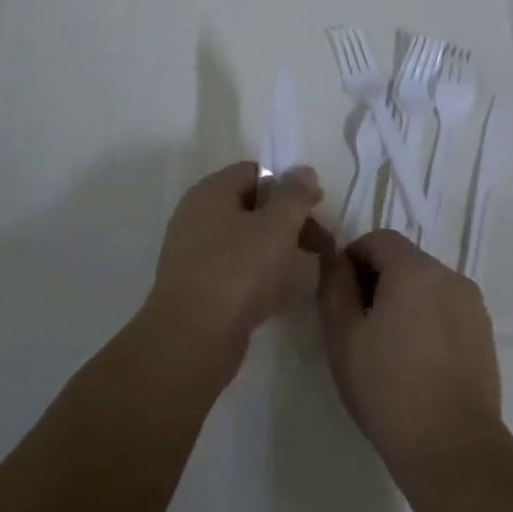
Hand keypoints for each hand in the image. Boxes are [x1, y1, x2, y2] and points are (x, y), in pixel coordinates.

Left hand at [145, 162, 329, 378]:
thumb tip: (303, 170)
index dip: (288, 184)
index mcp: (210, 193)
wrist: (191, 341)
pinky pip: (235, 269)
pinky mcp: (198, 287)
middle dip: (289, 221)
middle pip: (251, 206)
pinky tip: (279, 294)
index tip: (316, 207)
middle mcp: (196, 217)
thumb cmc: (237, 272)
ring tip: (304, 269)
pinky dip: (260, 275)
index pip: (254, 172)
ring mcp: (193, 254)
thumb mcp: (276, 227)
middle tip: (321, 243)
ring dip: (277, 249)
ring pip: (245, 240)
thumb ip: (294, 195)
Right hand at [317, 231, 503, 493]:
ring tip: (386, 346)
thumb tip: (334, 258)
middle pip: (405, 260)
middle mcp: (450, 276)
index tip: (339, 294)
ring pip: (427, 285)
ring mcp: (472, 304)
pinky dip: (427, 318)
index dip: (353, 257)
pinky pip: (447, 308)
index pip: (379, 239)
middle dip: (377, 280)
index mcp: (416, 270)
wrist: (452, 447)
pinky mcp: (484, 332)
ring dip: (403, 299)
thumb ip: (334, 287)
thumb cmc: (388, 389)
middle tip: (357, 324)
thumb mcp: (343, 337)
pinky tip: (415, 360)